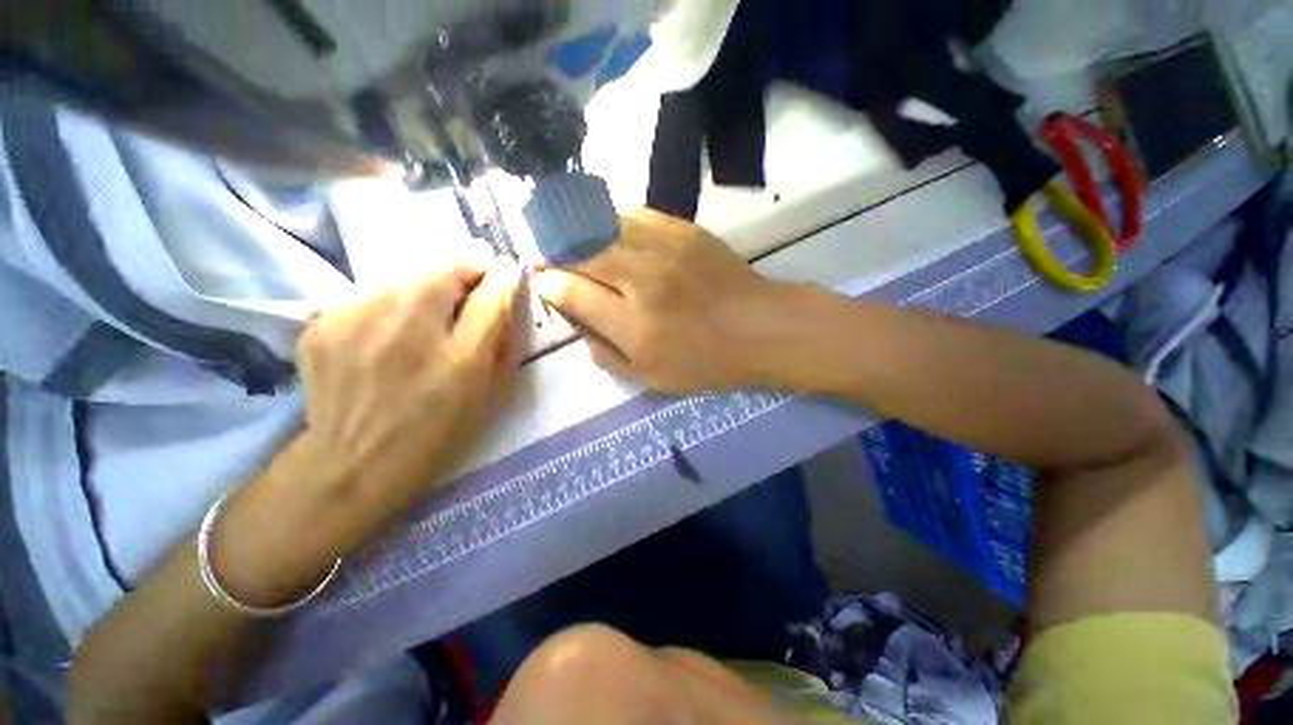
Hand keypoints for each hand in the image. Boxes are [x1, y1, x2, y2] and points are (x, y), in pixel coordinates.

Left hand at [213, 253, 522, 605]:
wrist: (353, 463)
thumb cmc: (439, 433)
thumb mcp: (491, 395)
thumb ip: (506, 343)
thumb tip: (508, 296)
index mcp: (460, 360)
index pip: (491, 295)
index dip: (502, 274)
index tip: (505, 267)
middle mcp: (408, 333)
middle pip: (444, 270)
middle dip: (465, 265)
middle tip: (473, 276)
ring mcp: (357, 324)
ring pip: (405, 275)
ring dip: (428, 282)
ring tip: (430, 308)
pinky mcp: (323, 324)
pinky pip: (371, 293)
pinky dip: (391, 300)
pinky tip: (390, 328)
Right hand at [531, 209, 804, 392]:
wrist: (760, 328)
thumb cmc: (706, 362)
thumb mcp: (651, 377)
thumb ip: (606, 355)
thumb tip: (578, 326)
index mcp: (634, 326)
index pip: (573, 293)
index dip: (549, 283)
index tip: (540, 280)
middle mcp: (643, 280)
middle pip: (581, 251)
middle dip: (555, 252)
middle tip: (548, 257)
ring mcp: (665, 247)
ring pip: (603, 225)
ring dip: (580, 233)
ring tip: (575, 242)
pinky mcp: (684, 229)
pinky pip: (634, 215)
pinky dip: (614, 222)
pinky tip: (613, 234)